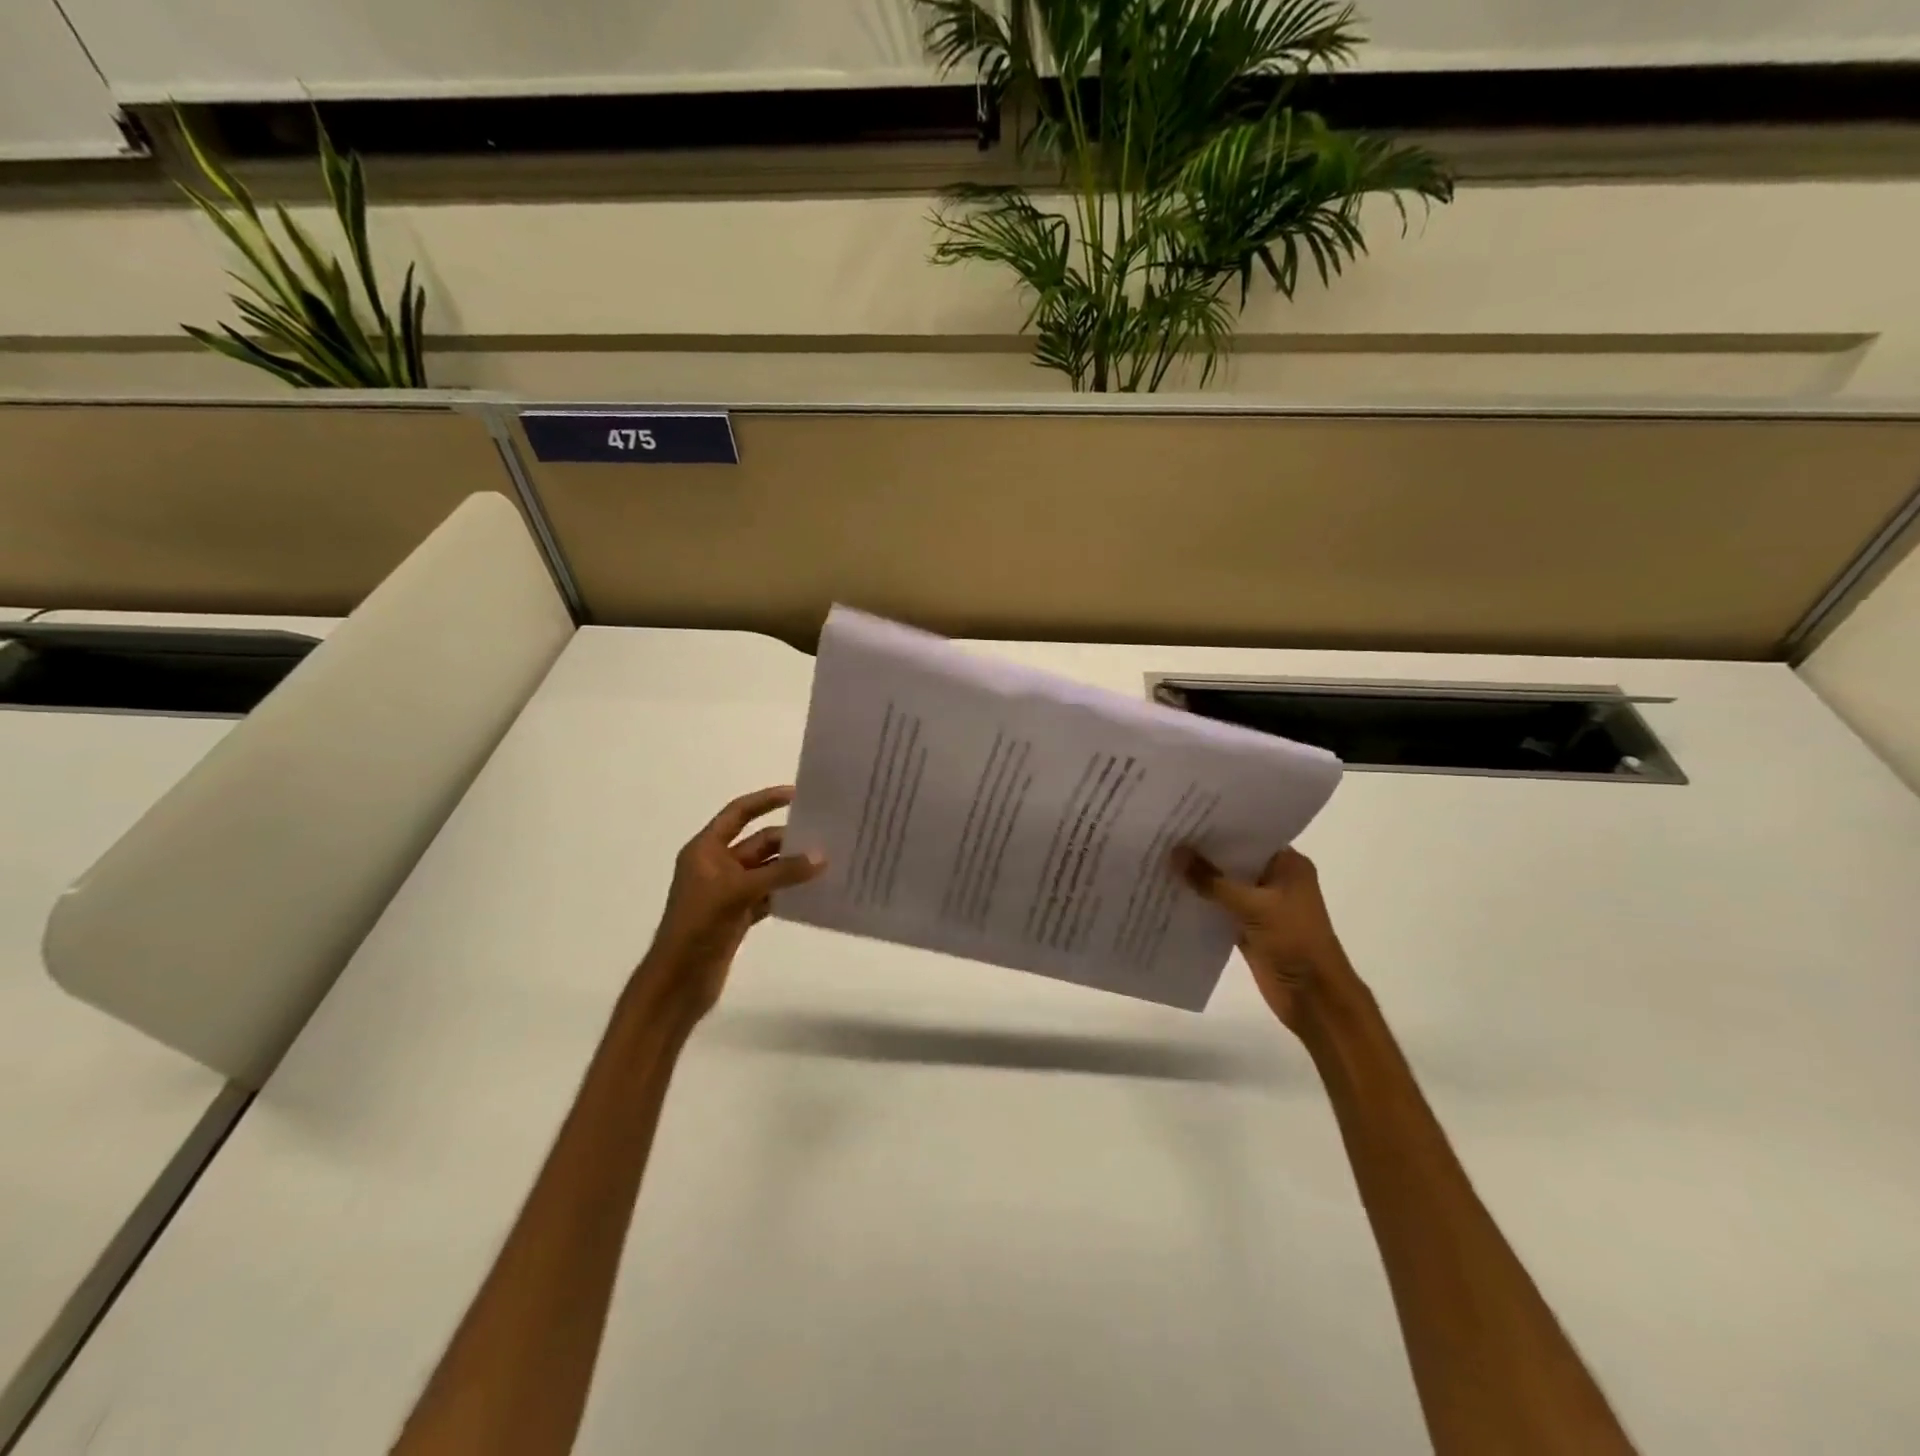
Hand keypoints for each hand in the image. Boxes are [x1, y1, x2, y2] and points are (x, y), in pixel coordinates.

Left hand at [641, 785, 823, 1020]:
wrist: (678, 982)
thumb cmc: (698, 927)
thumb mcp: (739, 892)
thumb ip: (781, 872)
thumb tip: (822, 856)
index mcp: (705, 850)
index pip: (738, 813)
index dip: (766, 800)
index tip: (798, 795)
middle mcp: (716, 866)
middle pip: (758, 843)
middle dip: (789, 840)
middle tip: (826, 836)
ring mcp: (728, 892)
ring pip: (767, 870)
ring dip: (792, 867)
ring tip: (828, 862)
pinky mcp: (738, 915)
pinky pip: (770, 895)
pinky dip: (788, 892)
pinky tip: (813, 892)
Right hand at [1173, 845, 1358, 1035]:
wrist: (1313, 998)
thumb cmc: (1294, 941)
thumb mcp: (1253, 906)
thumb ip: (1212, 881)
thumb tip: (1175, 852)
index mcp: (1287, 865)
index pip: (1249, 835)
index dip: (1218, 826)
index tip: (1184, 815)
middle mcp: (1274, 880)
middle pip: (1233, 860)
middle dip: (1202, 851)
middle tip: (1164, 833)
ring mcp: (1261, 905)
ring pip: (1223, 885)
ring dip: (1198, 878)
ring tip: (1160, 858)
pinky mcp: (1248, 928)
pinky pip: (1218, 909)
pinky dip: (1199, 903)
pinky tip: (1169, 892)